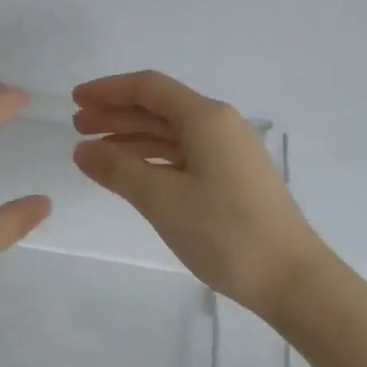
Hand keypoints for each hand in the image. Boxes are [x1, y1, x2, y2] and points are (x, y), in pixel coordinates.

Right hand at [72, 70, 329, 318]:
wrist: (291, 278)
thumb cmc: (225, 232)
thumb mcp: (162, 199)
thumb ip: (118, 169)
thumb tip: (82, 150)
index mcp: (206, 118)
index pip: (149, 88)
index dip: (108, 90)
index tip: (75, 100)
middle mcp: (219, 125)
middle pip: (159, 108)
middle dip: (116, 113)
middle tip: (77, 127)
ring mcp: (228, 152)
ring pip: (170, 133)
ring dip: (131, 137)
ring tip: (95, 152)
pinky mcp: (232, 178)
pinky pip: (183, 155)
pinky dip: (152, 159)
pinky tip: (131, 174)